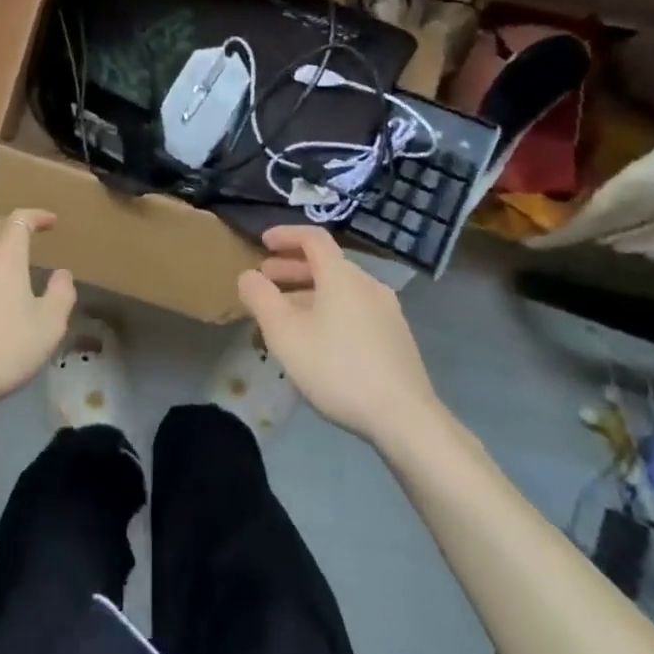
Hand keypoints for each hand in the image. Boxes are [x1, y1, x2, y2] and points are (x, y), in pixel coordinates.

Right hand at [237, 225, 441, 446]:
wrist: (405, 418)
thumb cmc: (338, 368)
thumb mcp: (285, 334)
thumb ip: (260, 299)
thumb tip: (248, 276)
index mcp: (341, 275)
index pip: (313, 237)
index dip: (286, 234)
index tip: (263, 242)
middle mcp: (368, 284)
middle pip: (326, 264)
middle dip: (292, 268)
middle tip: (266, 281)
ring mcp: (386, 311)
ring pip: (340, 289)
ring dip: (309, 293)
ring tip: (286, 316)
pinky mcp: (396, 337)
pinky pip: (355, 310)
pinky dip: (330, 310)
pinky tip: (319, 341)